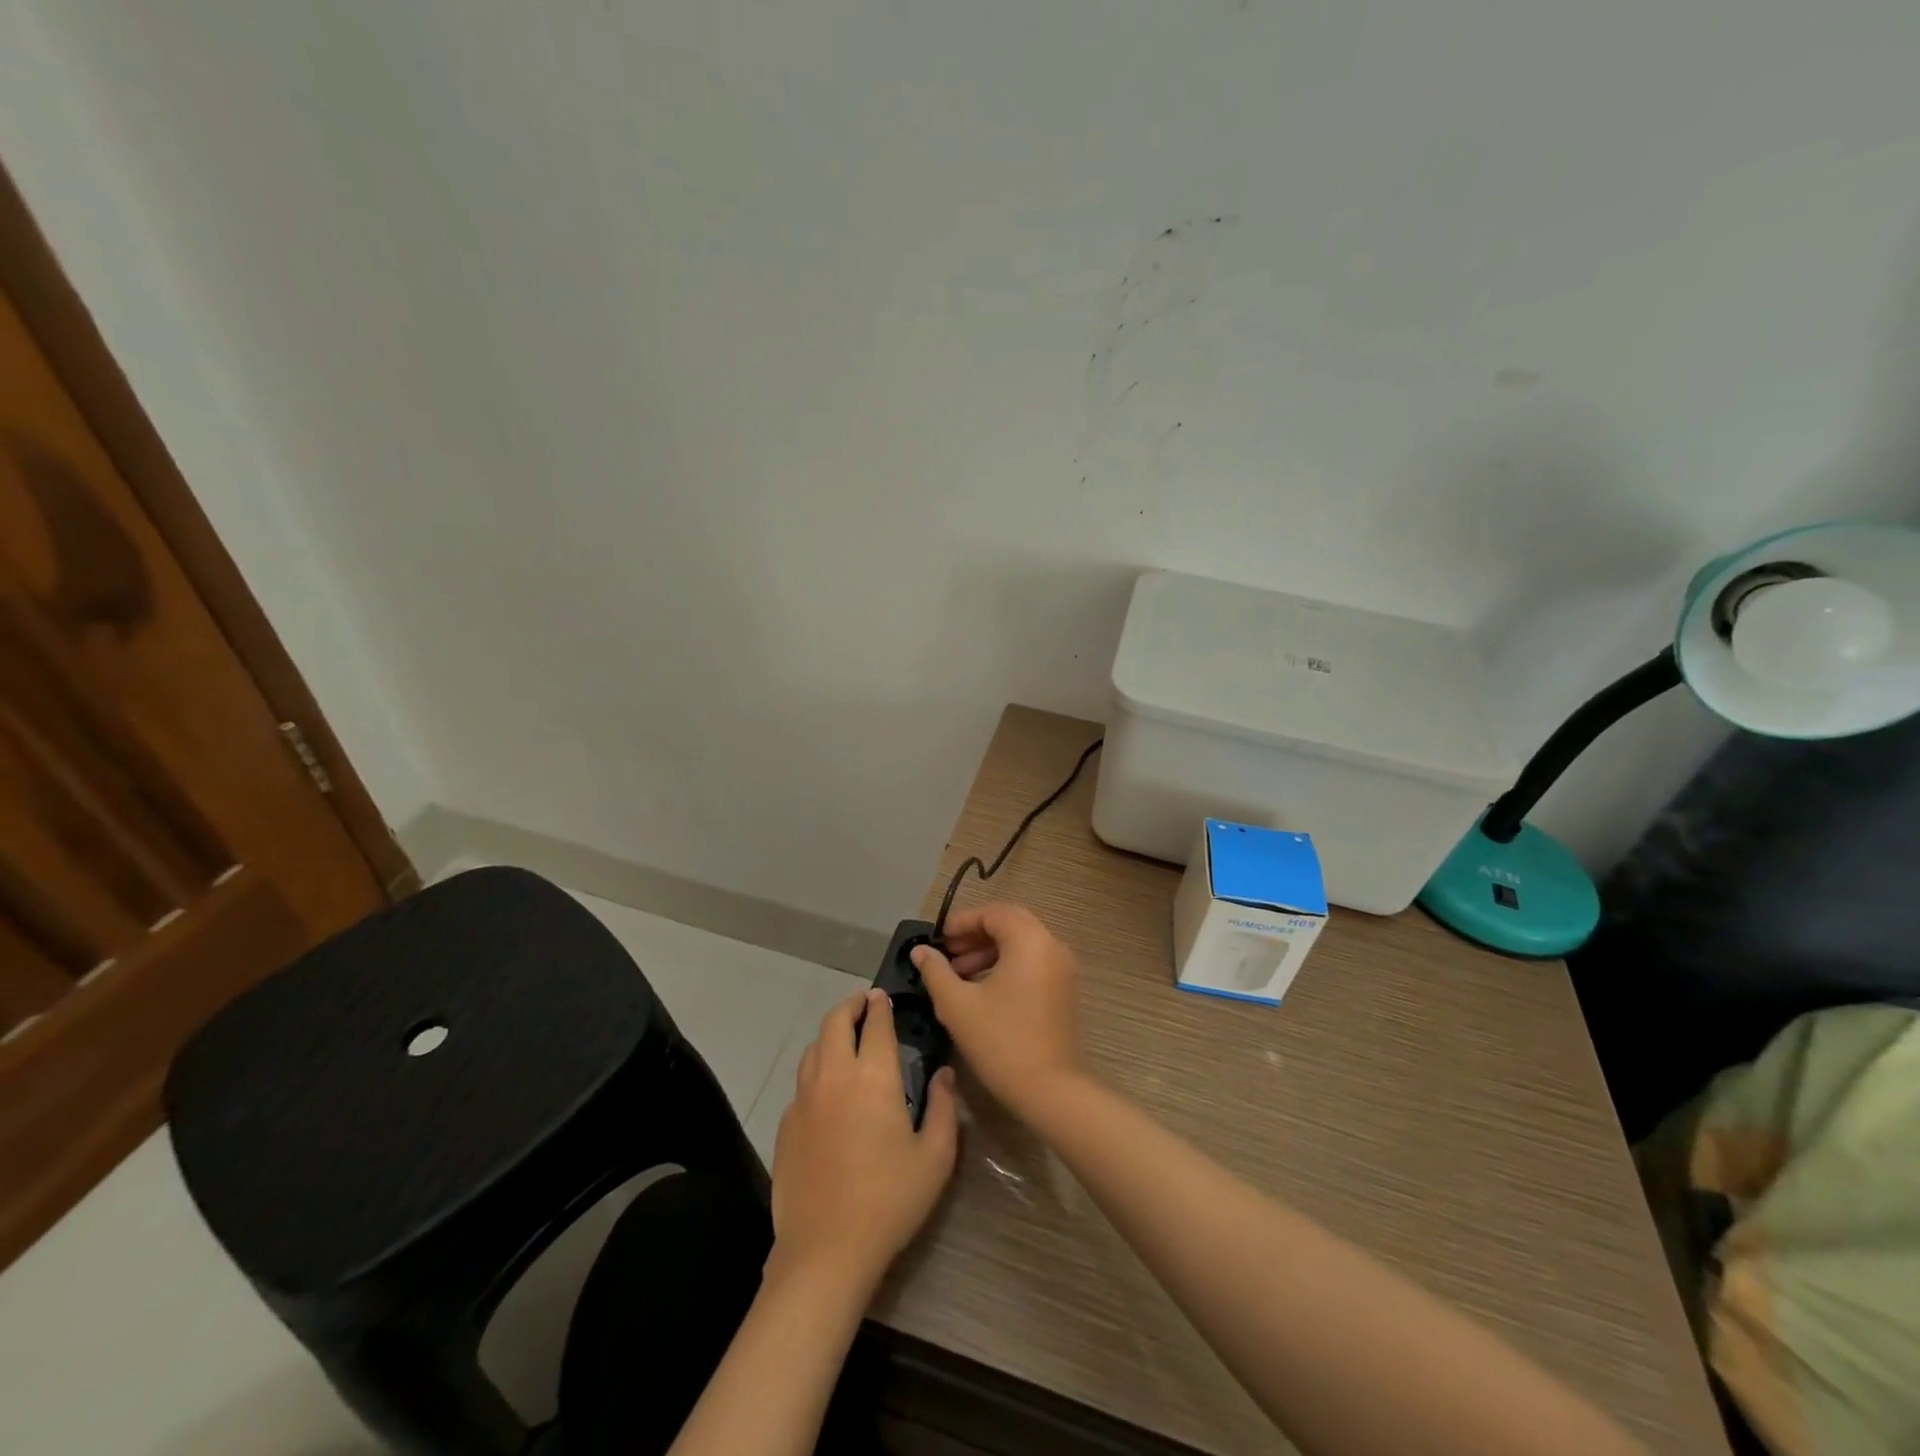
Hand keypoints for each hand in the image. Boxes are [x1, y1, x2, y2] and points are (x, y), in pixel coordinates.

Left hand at [769, 990, 958, 1293]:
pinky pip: (802, 1081)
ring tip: (845, 1038)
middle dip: (851, 1006)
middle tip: (863, 1004)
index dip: (881, 1006)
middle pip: (835, 1022)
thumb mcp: (936, 1157)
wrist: (826, 1250)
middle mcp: (835, 1075)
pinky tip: (827, 1088)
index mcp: (874, 1077)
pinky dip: (816, 1069)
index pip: (876, 1024)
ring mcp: (805, 1098)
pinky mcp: (786, 1123)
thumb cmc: (890, 1201)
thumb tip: (944, 1074)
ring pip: (814, 1047)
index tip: (884, 997)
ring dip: (831, 1034)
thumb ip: (945, 1108)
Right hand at [911, 903, 1084, 1118]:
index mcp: (1029, 940)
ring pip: (1021, 945)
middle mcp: (1051, 946)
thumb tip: (920, 951)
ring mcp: (1062, 969)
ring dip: (989, 952)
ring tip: (958, 975)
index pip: (993, 913)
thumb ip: (936, 972)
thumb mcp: (958, 1005)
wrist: (1051, 1090)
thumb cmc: (1001, 1041)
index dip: (962, 922)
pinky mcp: (1063, 990)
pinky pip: (1032, 963)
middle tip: (947, 954)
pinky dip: (1006, 967)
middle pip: (1009, 924)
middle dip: (974, 936)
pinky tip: (981, 991)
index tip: (938, 940)